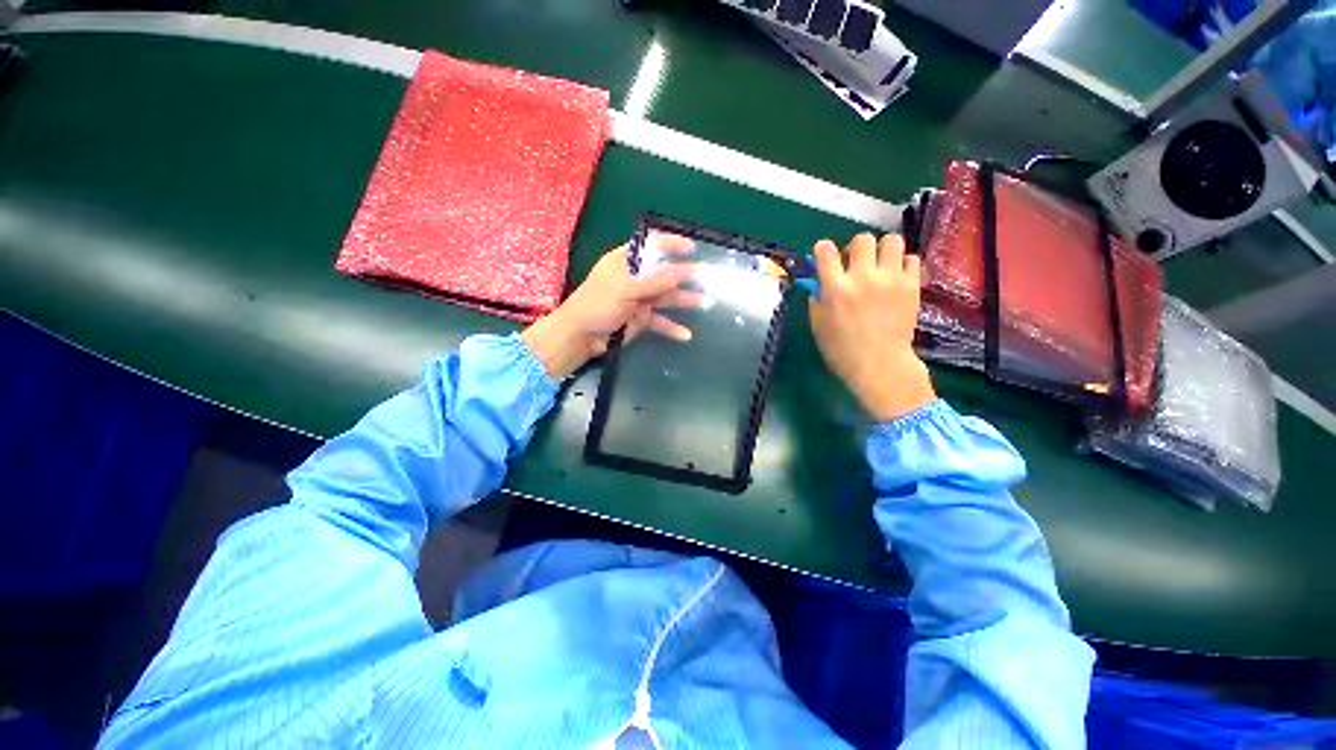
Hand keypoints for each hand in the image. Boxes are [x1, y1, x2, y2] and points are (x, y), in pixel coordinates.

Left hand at [522, 234, 698, 378]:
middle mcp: (634, 278)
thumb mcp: (626, 290)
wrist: (580, 338)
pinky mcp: (639, 320)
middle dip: (684, 275)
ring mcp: (638, 300)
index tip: (692, 248)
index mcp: (625, 261)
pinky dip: (671, 327)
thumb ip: (656, 281)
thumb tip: (684, 271)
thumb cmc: (598, 305)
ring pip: (665, 298)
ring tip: (705, 303)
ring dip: (684, 301)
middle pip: (663, 273)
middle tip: (705, 278)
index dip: (671, 244)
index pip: (651, 245)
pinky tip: (685, 335)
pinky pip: (659, 321)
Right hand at [809, 233, 936, 421]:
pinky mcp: (912, 285)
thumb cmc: (841, 350)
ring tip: (880, 266)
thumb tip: (820, 282)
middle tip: (856, 264)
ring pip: (891, 241)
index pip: (825, 250)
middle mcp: (863, 277)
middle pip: (862, 239)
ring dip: (882, 251)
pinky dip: (903, 264)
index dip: (823, 249)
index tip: (825, 256)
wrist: (879, 365)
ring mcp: (891, 279)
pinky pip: (912, 258)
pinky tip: (896, 278)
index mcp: (835, 288)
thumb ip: (817, 299)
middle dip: (855, 248)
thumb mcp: (818, 325)